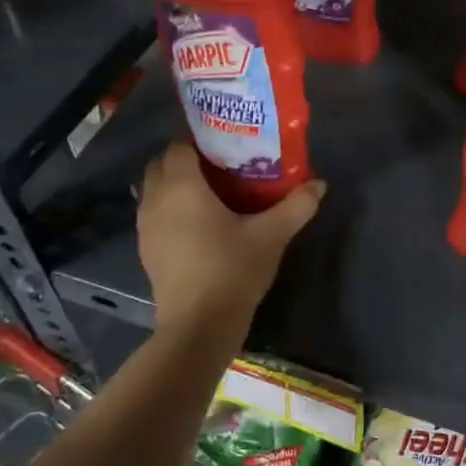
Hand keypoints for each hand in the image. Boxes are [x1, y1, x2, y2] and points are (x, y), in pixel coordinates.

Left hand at [137, 143, 324, 327]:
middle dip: (185, 160)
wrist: (199, 325)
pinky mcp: (146, 250)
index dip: (198, 140)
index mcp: (182, 187)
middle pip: (161, 165)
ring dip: (175, 185)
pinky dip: (170, 209)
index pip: (179, 146)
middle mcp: (156, 200)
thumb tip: (320, 183)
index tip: (225, 143)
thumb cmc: (233, 270)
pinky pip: (154, 214)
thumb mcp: (272, 235)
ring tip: (210, 193)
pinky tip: (198, 224)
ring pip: (154, 190)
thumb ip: (296, 205)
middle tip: (219, 165)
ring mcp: (145, 227)